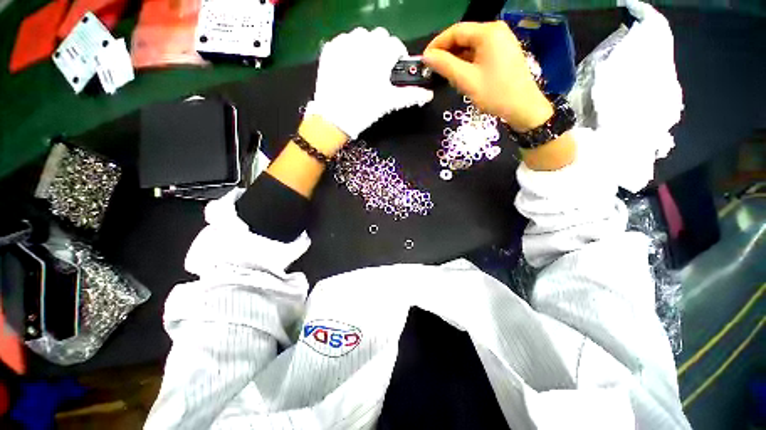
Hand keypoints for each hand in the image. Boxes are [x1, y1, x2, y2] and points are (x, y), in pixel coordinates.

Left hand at [305, 27, 433, 139]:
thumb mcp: (390, 102)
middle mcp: (362, 41)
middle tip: (379, 70)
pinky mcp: (329, 49)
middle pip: (379, 36)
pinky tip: (348, 67)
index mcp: (380, 53)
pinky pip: (343, 41)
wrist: (334, 118)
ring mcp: (343, 43)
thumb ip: (411, 95)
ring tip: (363, 67)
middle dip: (382, 49)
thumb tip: (429, 95)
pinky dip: (349, 49)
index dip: (397, 57)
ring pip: (360, 35)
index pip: (395, 45)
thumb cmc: (365, 109)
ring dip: (366, 47)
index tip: (394, 70)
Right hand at [423, 22, 552, 131]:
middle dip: (447, 53)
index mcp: (488, 32)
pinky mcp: (503, 53)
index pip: (456, 31)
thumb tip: (426, 57)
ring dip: (457, 60)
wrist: (523, 108)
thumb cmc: (495, 93)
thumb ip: (445, 65)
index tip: (425, 60)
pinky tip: (462, 76)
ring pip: (471, 46)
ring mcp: (501, 42)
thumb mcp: (467, 80)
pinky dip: (467, 63)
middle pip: (464, 37)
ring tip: (447, 77)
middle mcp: (496, 31)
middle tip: (435, 71)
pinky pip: (479, 53)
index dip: (437, 44)